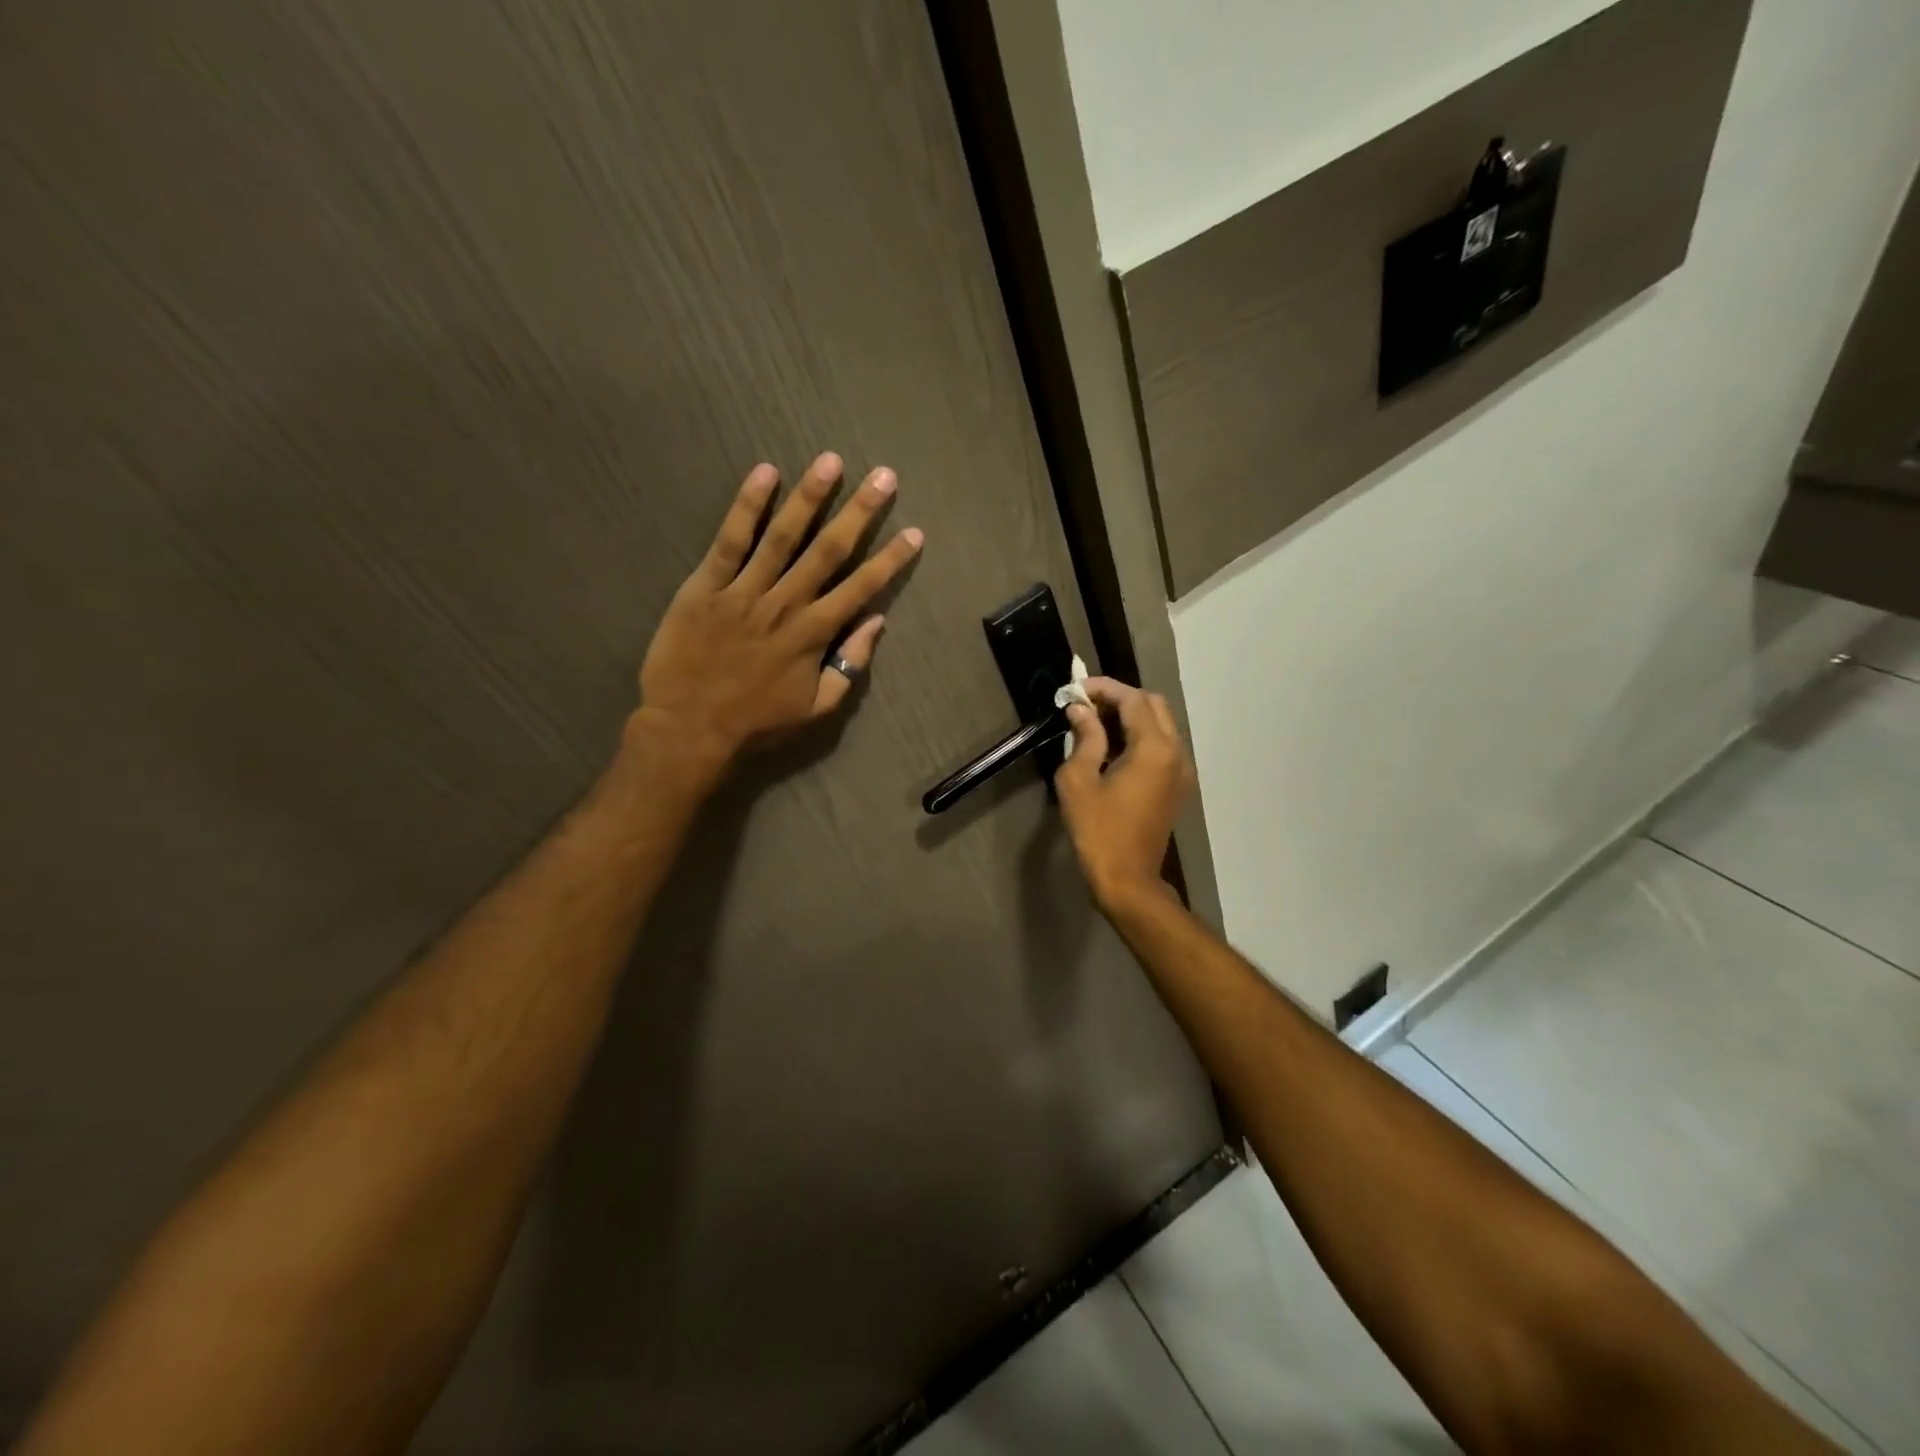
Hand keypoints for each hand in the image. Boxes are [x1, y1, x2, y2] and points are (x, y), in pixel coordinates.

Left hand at [633, 453, 922, 775]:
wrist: (688, 730)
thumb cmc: (757, 723)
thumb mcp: (817, 709)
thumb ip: (850, 665)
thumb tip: (876, 622)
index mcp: (814, 634)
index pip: (861, 588)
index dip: (891, 559)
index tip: (914, 532)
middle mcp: (785, 603)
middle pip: (828, 550)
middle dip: (860, 512)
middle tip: (884, 477)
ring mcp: (743, 591)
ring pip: (782, 536)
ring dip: (809, 497)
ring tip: (830, 461)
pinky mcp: (705, 586)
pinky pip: (729, 540)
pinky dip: (746, 506)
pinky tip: (764, 473)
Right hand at [1053, 678, 1195, 912]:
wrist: (1128, 880)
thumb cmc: (1098, 831)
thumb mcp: (1079, 780)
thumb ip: (1084, 738)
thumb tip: (1080, 711)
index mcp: (1154, 748)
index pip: (1133, 699)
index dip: (1104, 688)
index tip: (1075, 689)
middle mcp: (1176, 753)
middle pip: (1153, 706)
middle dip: (1120, 698)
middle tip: (1085, 704)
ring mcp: (1181, 771)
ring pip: (1160, 725)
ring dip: (1130, 717)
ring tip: (1093, 723)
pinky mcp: (1177, 786)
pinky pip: (1162, 747)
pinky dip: (1139, 736)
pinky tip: (1110, 747)